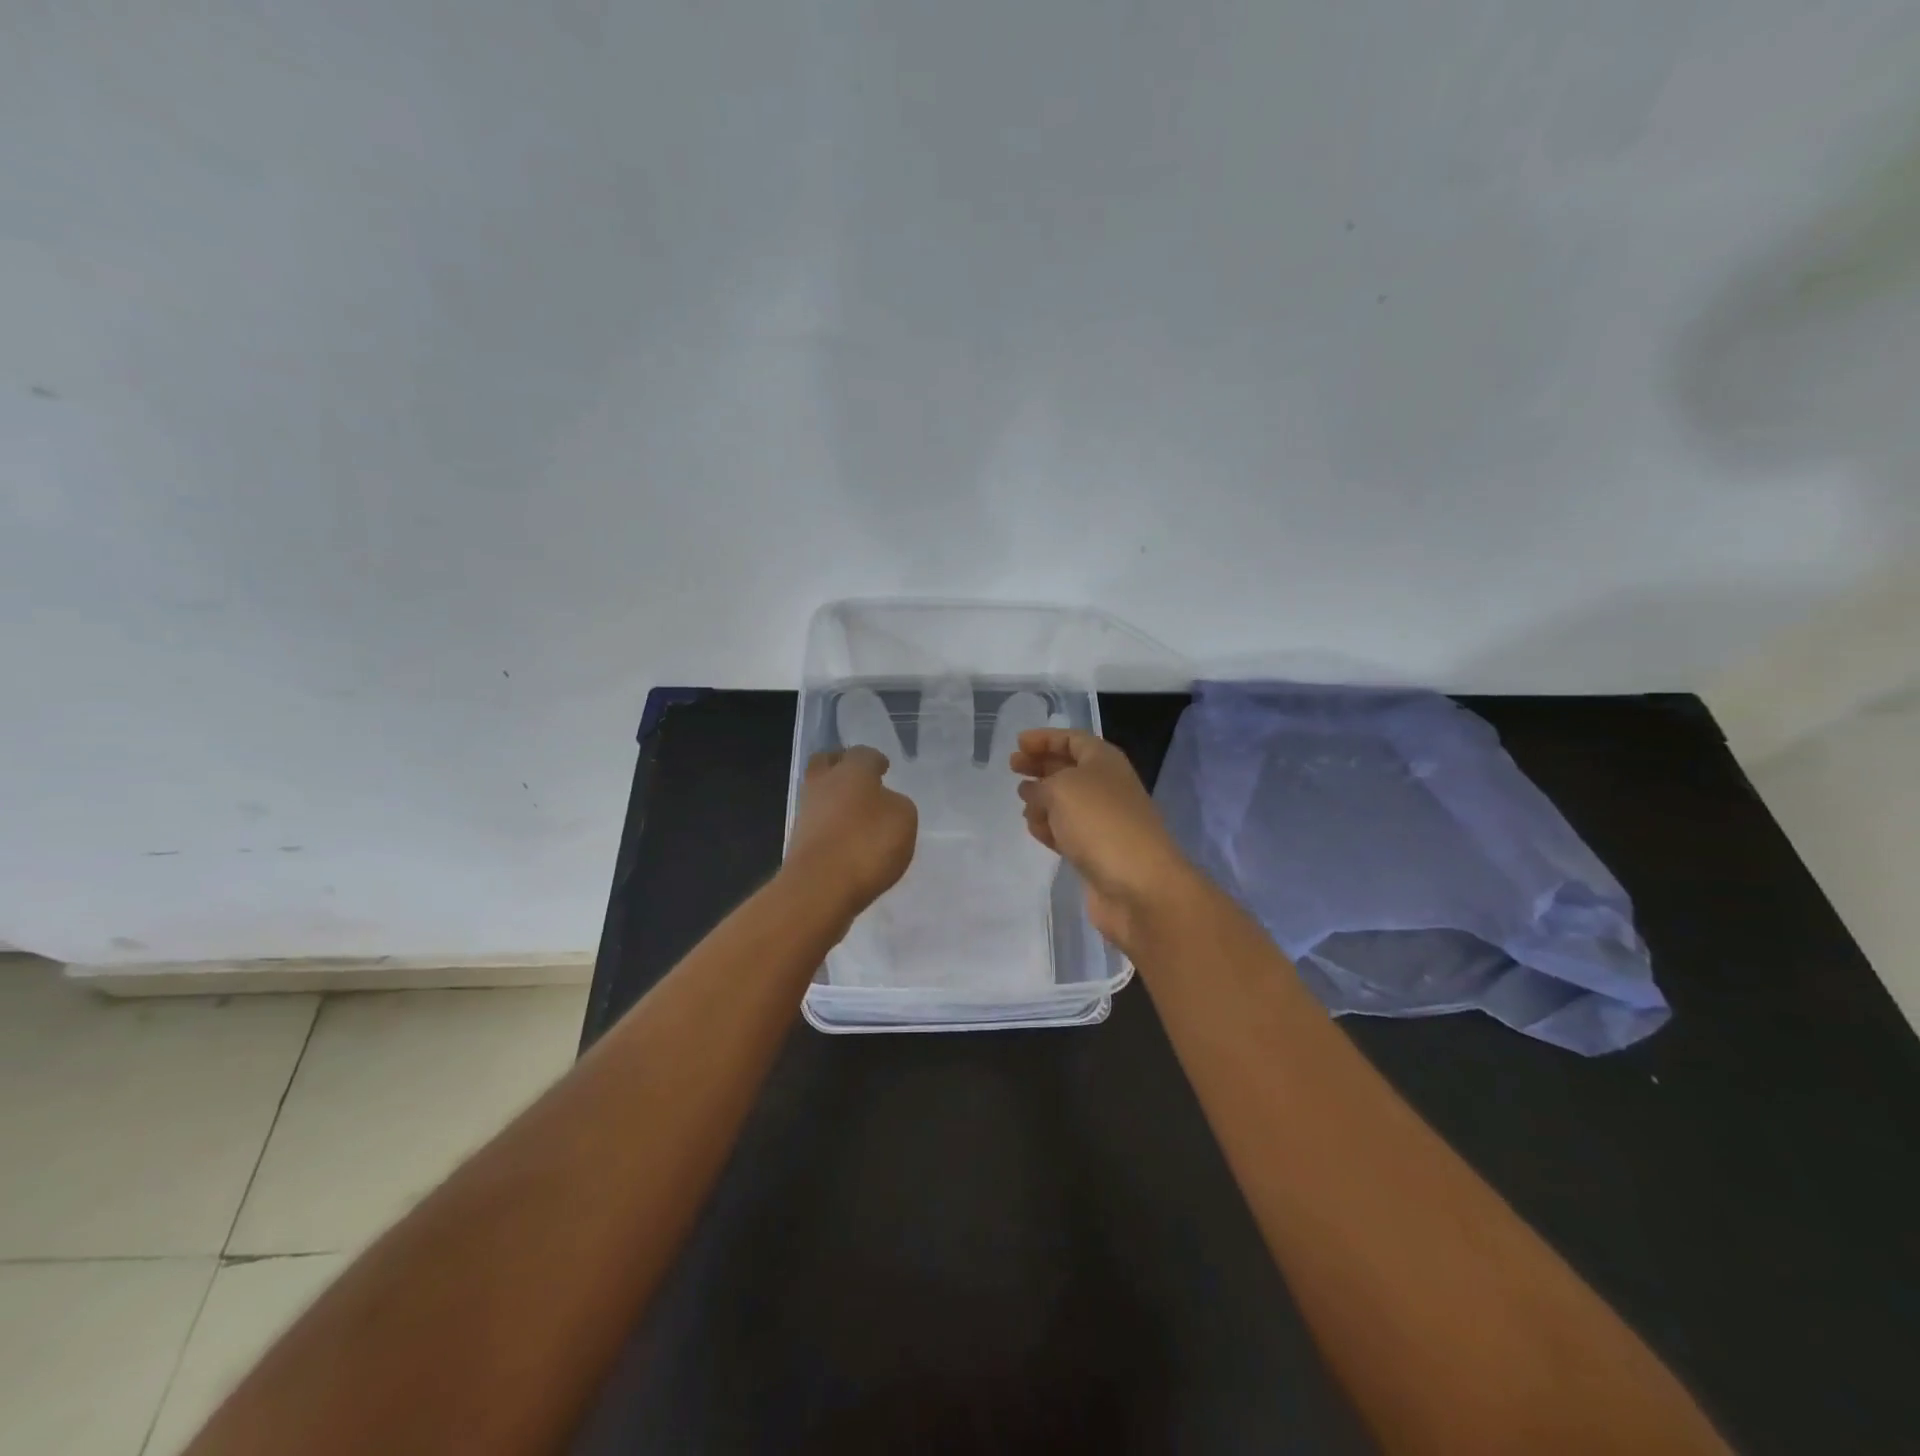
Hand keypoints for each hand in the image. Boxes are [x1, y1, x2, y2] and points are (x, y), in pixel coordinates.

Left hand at [785, 746, 917, 917]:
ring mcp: (806, 812)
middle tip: (859, 777)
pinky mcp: (799, 841)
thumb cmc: (868, 843)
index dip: (875, 760)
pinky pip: (818, 822)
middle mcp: (824, 784)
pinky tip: (848, 838)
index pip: (863, 753)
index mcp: (852, 770)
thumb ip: (896, 804)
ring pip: (819, 793)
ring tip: (858, 813)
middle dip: (841, 765)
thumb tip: (884, 803)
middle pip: (826, 763)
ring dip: (835, 797)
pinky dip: (831, 824)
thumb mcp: (904, 818)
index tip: (884, 768)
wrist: (820, 888)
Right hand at [1010, 729, 1197, 952]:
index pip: (1072, 739)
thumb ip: (1041, 785)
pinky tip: (1035, 830)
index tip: (1018, 743)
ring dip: (1043, 799)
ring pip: (1066, 802)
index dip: (1045, 738)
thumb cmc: (1099, 822)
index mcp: (1104, 761)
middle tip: (1013, 768)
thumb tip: (1035, 793)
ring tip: (1022, 803)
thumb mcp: (1061, 788)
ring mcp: (1103, 820)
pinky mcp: (1097, 851)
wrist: (1138, 884)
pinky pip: (1068, 831)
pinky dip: (1050, 828)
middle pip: (1068, 768)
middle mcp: (1106, 786)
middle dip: (1040, 766)